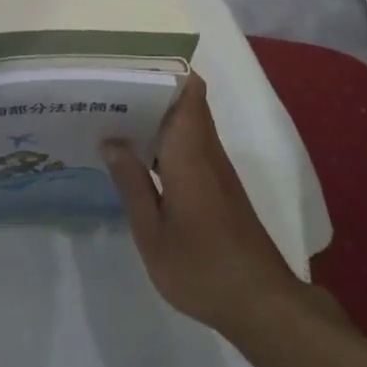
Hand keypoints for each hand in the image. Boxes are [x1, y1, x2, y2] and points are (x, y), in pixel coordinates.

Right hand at [103, 74, 303, 336]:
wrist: (260, 303)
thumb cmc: (201, 267)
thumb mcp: (152, 232)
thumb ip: (131, 183)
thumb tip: (111, 140)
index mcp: (190, 151)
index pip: (188, 88)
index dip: (163, 68)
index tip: (127, 63)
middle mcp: (206, 149)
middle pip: (184, 100)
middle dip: (149, 88)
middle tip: (106, 88)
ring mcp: (215, 167)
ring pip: (186, 122)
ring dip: (155, 114)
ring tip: (111, 114)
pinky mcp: (218, 185)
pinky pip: (189, 144)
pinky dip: (164, 139)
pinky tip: (136, 155)